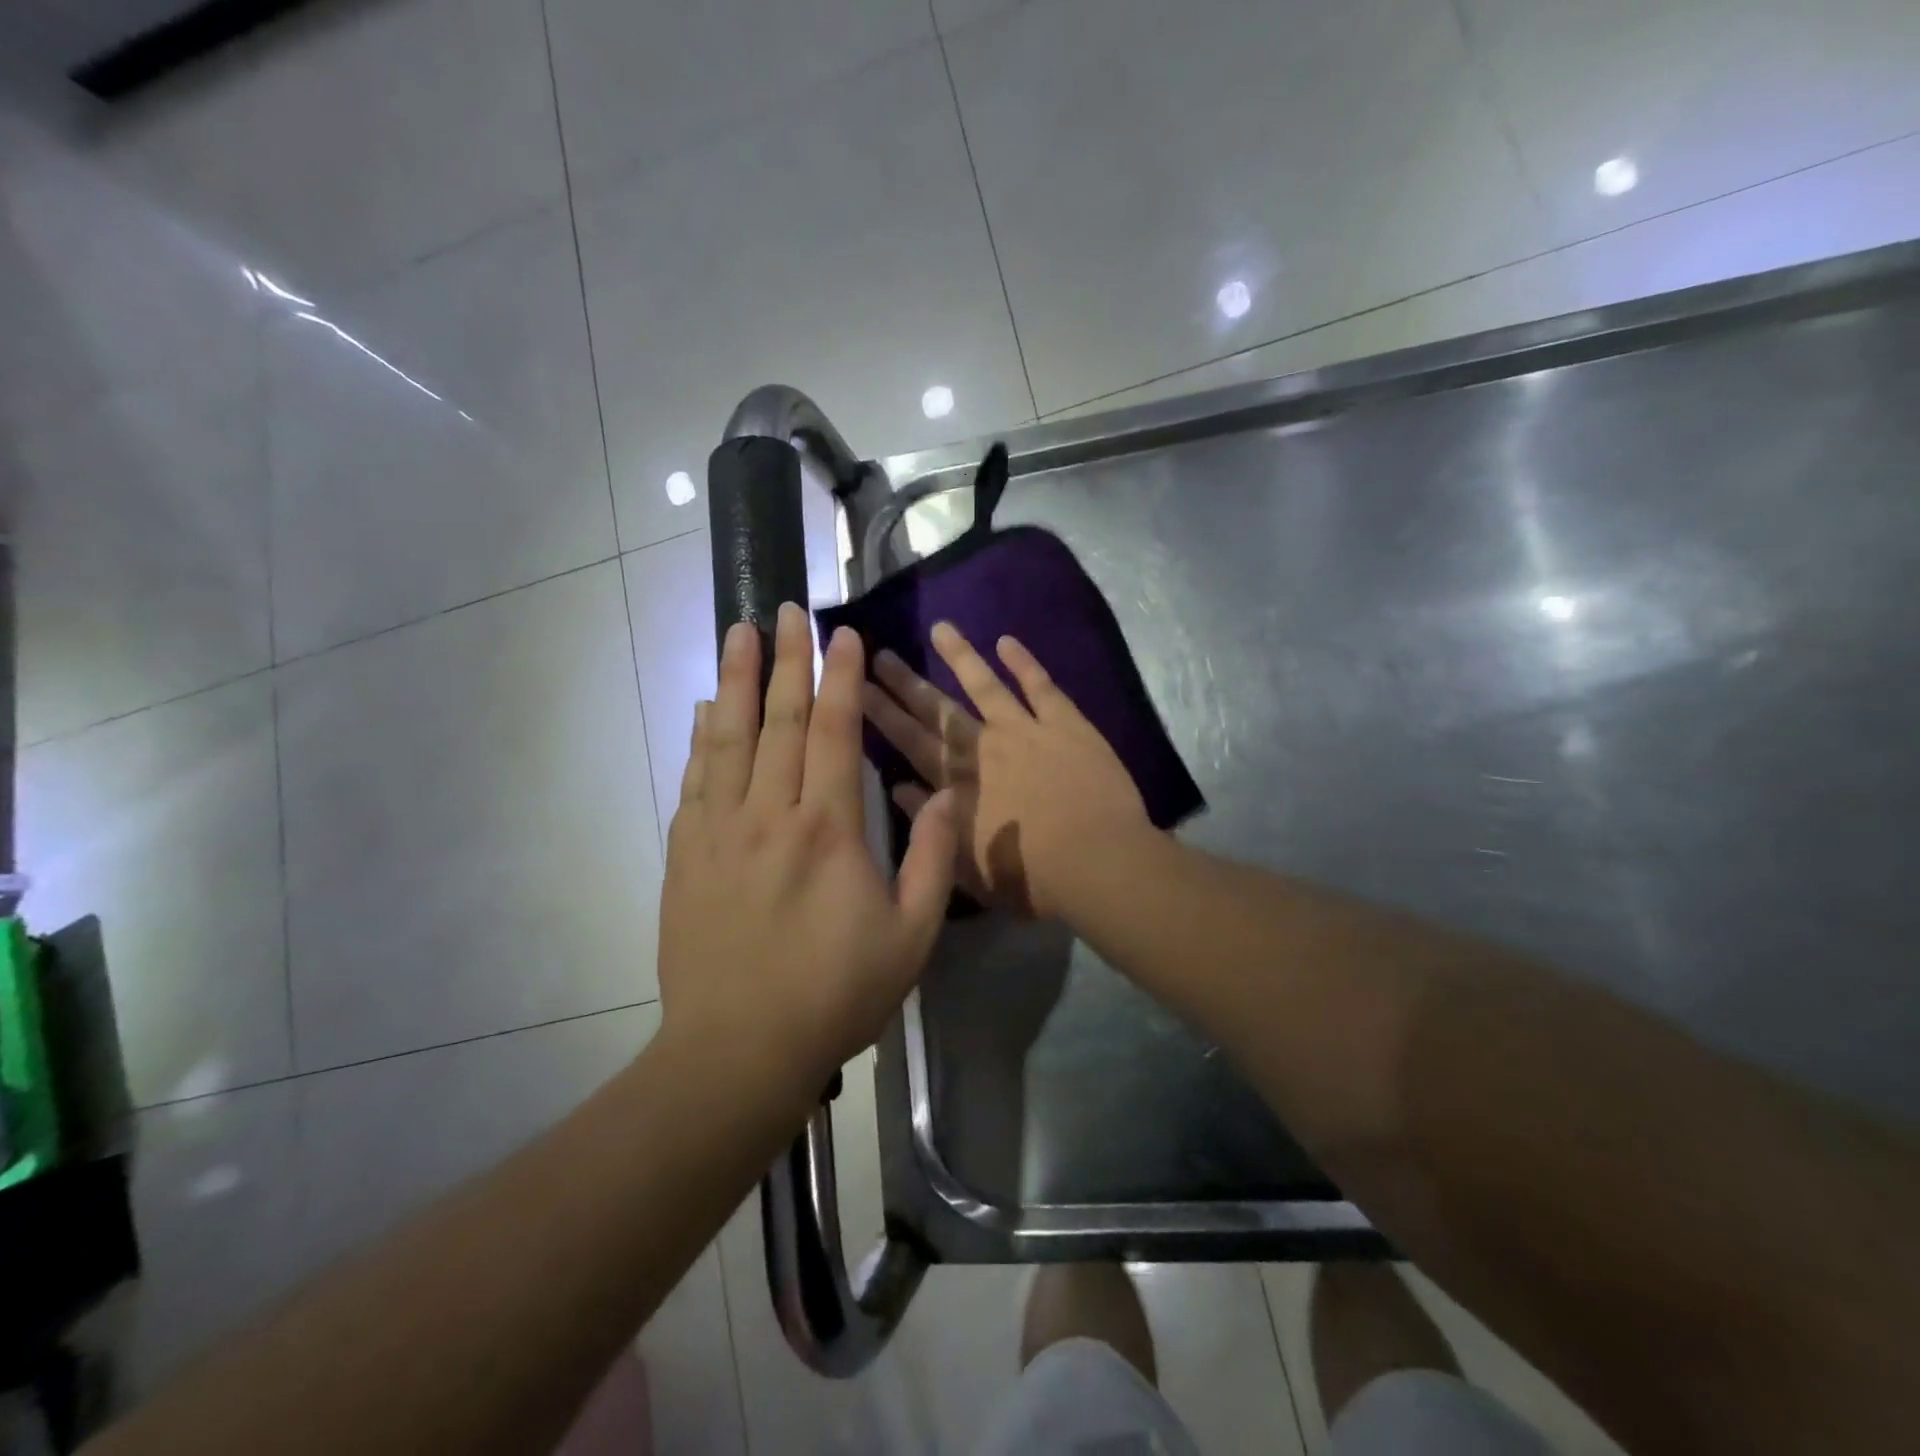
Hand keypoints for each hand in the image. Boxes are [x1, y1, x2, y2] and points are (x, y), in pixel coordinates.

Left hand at [658, 604, 955, 1104]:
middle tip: (784, 609)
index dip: (841, 677)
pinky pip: (695, 781)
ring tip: (736, 633)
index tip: (843, 634)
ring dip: (734, 681)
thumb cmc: (835, 994)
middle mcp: (769, 814)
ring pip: (728, 739)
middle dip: (785, 659)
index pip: (836, 732)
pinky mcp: (686, 855)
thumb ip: (932, 859)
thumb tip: (948, 795)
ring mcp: (719, 831)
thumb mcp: (911, 936)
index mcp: (828, 829)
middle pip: (779, 720)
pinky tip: (702, 711)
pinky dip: (701, 739)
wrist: (739, 1051)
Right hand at [862, 622, 1149, 917]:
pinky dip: (1024, 662)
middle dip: (905, 682)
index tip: (856, 688)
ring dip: (961, 656)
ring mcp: (1025, 730)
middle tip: (879, 653)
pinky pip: (1041, 686)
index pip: (909, 742)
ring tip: (940, 627)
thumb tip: (898, 788)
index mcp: (957, 785)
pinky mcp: (1066, 724)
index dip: (881, 714)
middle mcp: (983, 748)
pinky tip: (1006, 641)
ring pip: (985, 684)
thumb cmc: (1030, 879)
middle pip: (937, 710)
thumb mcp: (967, 868)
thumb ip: (931, 826)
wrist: (1097, 863)